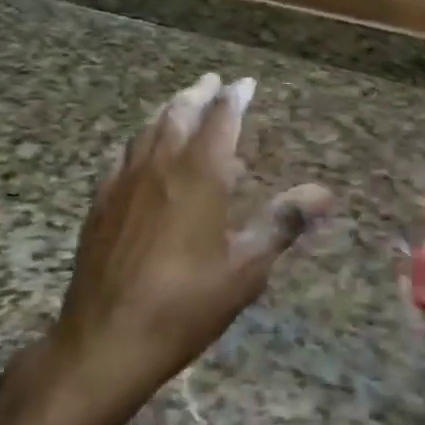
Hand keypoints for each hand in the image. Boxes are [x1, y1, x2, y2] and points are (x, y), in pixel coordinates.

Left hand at [46, 73, 332, 424]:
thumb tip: (324, 193)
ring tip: (181, 103)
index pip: (222, 117)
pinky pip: (122, 154)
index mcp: (200, 173)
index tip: (247, 83)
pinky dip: (139, 139)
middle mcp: (162, 164)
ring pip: (149, 128)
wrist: (104, 342)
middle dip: (200, 93)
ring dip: (169, 109)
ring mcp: (125, 180)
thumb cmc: (185, 304)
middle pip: (180, 112)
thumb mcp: (246, 268)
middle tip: (213, 82)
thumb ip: (283, 222)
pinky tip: (140, 149)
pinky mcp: (101, 201)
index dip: (236, 96)